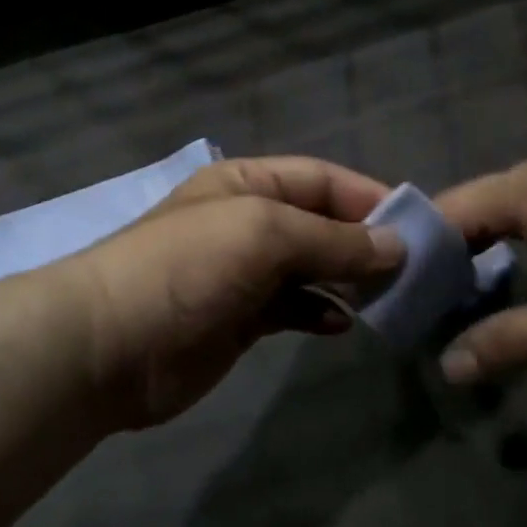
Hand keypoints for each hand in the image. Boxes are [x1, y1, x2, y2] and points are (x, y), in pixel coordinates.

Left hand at [61, 157, 404, 428]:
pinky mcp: (239, 320)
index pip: (320, 179)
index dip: (368, 197)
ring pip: (310, 269)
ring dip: (347, 280)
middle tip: (415, 269)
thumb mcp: (263, 234)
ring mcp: (242, 274)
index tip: (418, 225)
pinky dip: (318, 312)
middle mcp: (247, 223)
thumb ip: (333, 239)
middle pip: (319, 224)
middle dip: (363, 242)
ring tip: (389, 297)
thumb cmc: (187, 268)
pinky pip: (292, 309)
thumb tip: (397, 246)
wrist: (108, 347)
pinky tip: (341, 324)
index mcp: (246, 185)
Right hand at [433, 159, 526, 382]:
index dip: (411, 257)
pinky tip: (520, 281)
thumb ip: (508, 341)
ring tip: (460, 301)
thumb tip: (447, 368)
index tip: (393, 299)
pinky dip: (512, 248)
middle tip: (422, 308)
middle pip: (466, 212)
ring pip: (501, 215)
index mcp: (516, 194)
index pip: (438, 216)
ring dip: (478, 254)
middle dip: (441, 259)